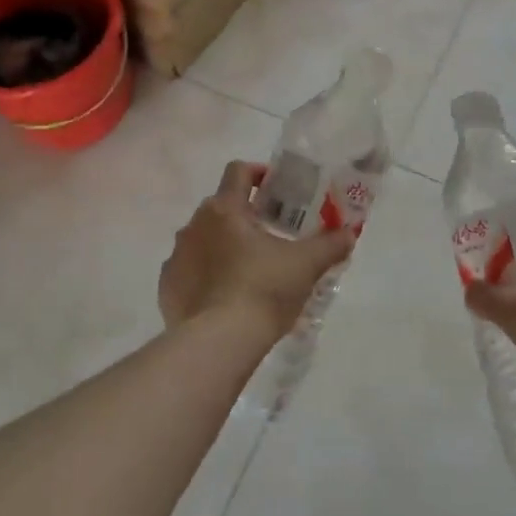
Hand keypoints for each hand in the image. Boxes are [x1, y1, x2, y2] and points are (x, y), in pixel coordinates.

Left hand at [159, 161, 354, 338]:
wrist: (218, 343)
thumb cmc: (263, 291)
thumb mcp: (306, 266)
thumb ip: (330, 244)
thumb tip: (349, 233)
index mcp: (225, 209)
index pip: (238, 171)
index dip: (259, 173)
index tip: (279, 189)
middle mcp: (194, 225)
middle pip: (221, 206)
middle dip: (246, 215)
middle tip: (272, 234)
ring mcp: (177, 256)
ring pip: (203, 238)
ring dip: (223, 245)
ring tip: (250, 269)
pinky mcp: (167, 286)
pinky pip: (189, 270)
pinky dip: (206, 275)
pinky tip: (225, 296)